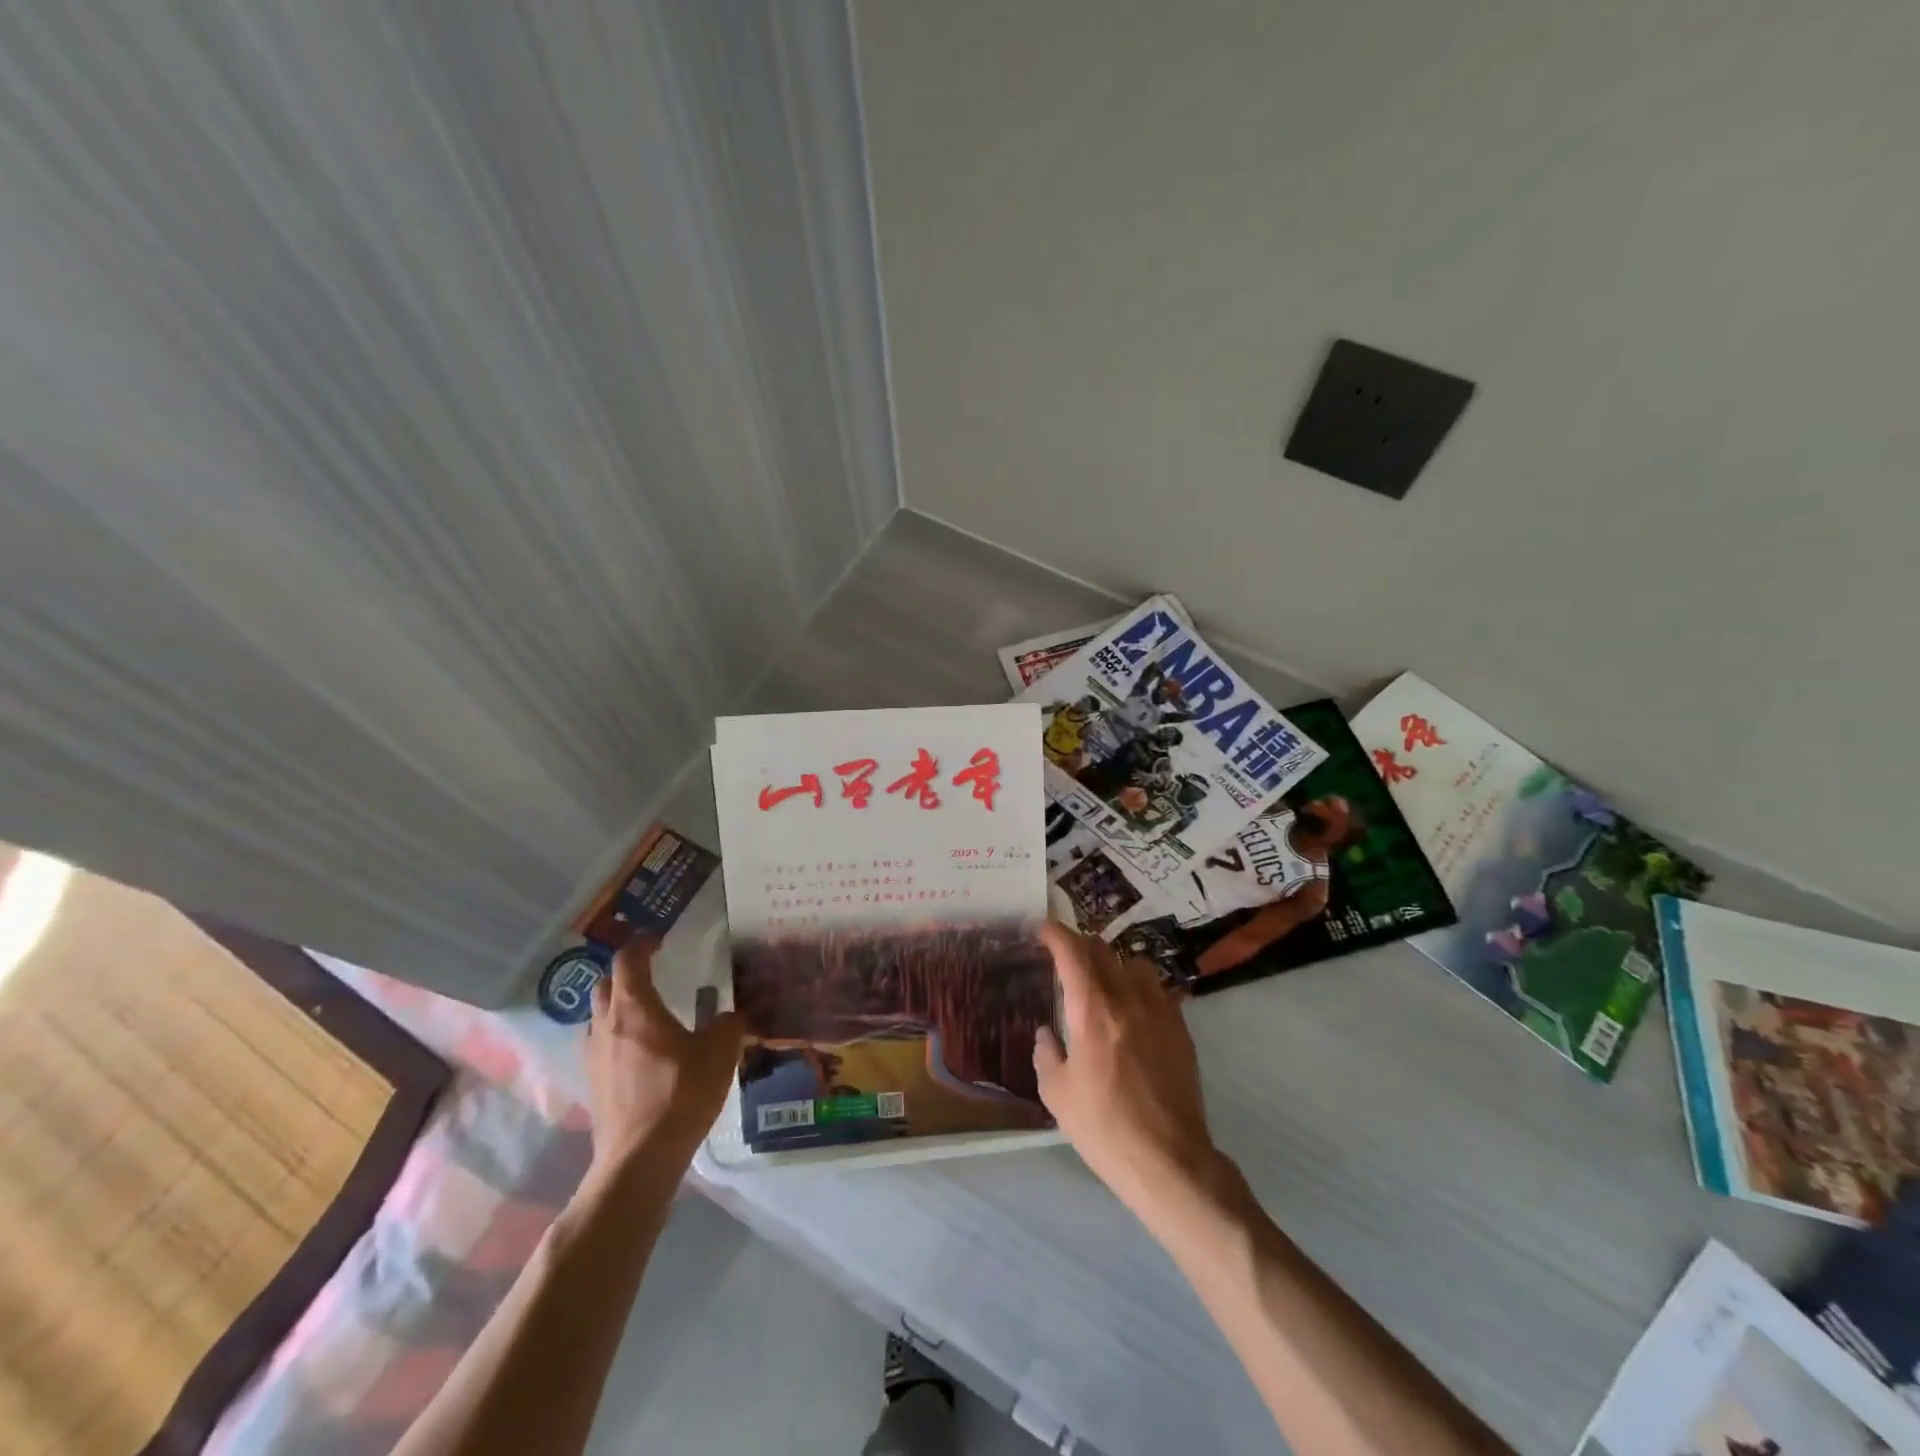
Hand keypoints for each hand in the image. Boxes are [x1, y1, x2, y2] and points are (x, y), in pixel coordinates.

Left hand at [585, 939, 742, 1176]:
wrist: (640, 1158)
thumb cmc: (680, 1093)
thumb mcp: (720, 1052)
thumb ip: (726, 1025)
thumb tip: (726, 1017)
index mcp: (635, 1007)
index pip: (628, 959)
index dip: (643, 944)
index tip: (660, 940)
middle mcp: (606, 1024)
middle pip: (604, 984)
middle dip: (625, 973)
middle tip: (651, 973)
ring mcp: (593, 1056)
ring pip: (597, 1016)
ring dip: (616, 1006)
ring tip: (644, 1013)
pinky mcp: (592, 1084)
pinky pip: (599, 1045)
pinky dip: (615, 1037)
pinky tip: (638, 1052)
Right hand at [1033, 922, 1223, 1221]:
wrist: (1169, 1161)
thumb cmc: (1105, 1128)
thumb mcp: (1057, 1094)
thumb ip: (1046, 1054)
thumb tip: (1046, 1034)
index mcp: (1092, 1009)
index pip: (1072, 951)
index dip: (1054, 933)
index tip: (1041, 929)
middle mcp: (1127, 998)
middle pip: (1103, 950)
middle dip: (1079, 945)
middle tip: (1064, 957)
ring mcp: (1159, 1010)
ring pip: (1135, 962)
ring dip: (1113, 962)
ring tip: (1102, 979)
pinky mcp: (1181, 1029)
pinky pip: (1158, 988)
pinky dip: (1139, 985)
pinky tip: (1132, 1007)